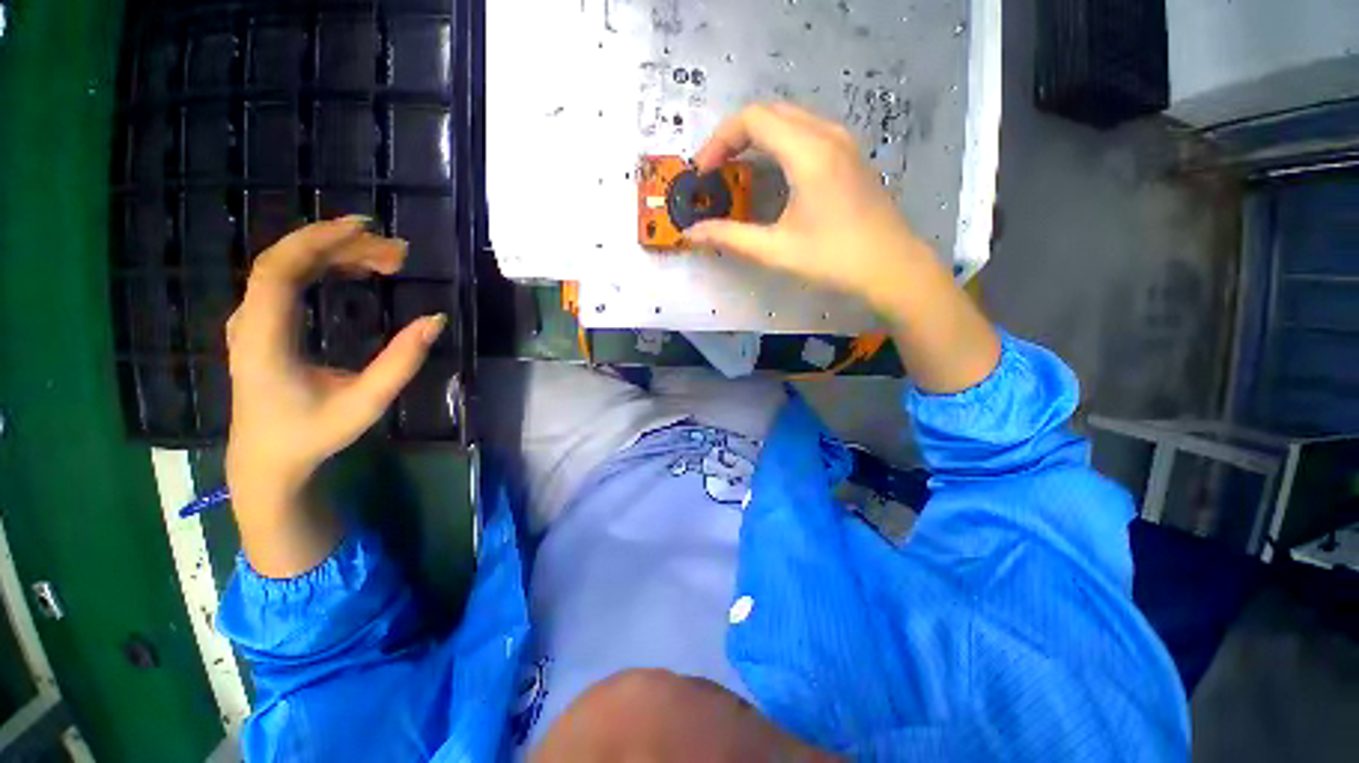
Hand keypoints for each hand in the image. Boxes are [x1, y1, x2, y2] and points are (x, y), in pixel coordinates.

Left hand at [225, 216, 444, 576]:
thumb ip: (401, 362)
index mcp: (264, 339)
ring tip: (387, 261)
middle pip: (288, 261)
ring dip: (338, 255)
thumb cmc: (312, 434)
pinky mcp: (263, 324)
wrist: (266, 458)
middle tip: (398, 253)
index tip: (366, 228)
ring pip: (290, 267)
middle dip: (343, 246)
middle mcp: (250, 320)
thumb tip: (435, 320)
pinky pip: (291, 280)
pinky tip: (357, 272)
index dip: (318, 240)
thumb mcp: (365, 403)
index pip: (279, 270)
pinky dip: (326, 268)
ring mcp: (253, 320)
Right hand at [691, 103, 999, 392]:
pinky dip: (777, 145)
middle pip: (768, 112)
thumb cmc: (833, 259)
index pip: (752, 119)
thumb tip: (692, 233)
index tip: (702, 173)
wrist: (892, 267)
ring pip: (787, 120)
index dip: (718, 141)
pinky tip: (769, 176)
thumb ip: (729, 238)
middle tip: (713, 172)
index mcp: (808, 152)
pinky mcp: (849, 154)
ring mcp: (842, 141)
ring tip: (735, 172)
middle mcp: (826, 134)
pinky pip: (804, 132)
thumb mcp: (775, 250)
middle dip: (733, 137)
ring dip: (755, 139)